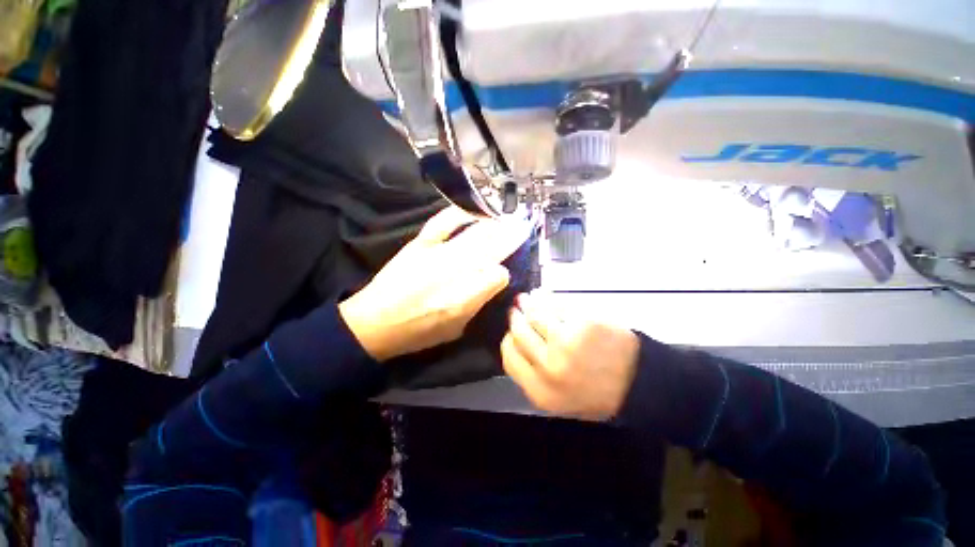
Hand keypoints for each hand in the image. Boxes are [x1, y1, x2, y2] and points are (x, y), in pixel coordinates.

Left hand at [339, 206, 529, 361]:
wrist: (375, 322)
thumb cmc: (418, 333)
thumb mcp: (456, 329)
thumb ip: (477, 305)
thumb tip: (492, 282)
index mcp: (464, 298)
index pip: (498, 275)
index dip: (503, 273)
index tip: (503, 273)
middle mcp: (454, 272)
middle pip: (490, 249)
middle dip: (510, 237)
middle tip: (524, 226)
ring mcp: (436, 254)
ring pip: (473, 234)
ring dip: (493, 224)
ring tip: (507, 217)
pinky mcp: (420, 244)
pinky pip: (442, 223)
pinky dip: (458, 213)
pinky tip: (473, 209)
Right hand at [502, 293, 640, 420]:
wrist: (639, 384)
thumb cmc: (596, 393)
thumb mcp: (558, 399)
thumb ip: (532, 375)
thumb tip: (513, 340)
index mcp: (541, 392)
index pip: (509, 358)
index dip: (508, 341)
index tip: (511, 332)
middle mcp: (549, 367)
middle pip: (518, 333)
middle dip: (516, 318)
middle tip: (516, 310)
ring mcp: (566, 342)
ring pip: (535, 315)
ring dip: (528, 304)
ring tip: (527, 299)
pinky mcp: (583, 323)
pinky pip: (556, 306)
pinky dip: (547, 299)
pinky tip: (544, 296)